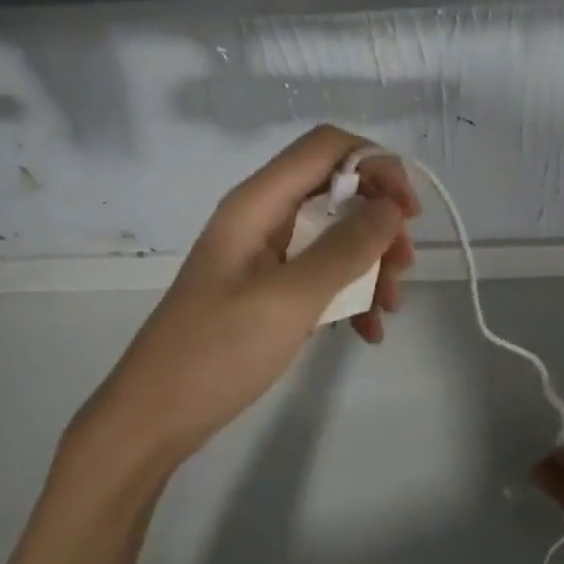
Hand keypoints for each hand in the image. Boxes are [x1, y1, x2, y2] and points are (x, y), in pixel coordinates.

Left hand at [89, 126, 418, 462]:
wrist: (155, 417)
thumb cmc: (216, 351)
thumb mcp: (289, 299)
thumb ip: (344, 249)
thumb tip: (390, 207)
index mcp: (258, 203)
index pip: (327, 146)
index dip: (376, 164)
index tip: (408, 212)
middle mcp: (263, 217)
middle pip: (337, 189)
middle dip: (378, 223)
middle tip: (403, 268)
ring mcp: (265, 254)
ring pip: (335, 234)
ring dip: (371, 263)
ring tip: (390, 307)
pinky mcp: (269, 289)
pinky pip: (321, 273)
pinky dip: (350, 294)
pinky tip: (368, 331)